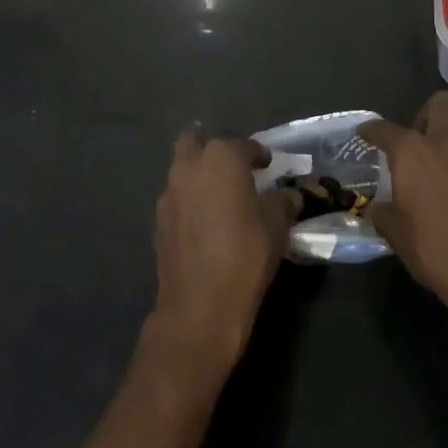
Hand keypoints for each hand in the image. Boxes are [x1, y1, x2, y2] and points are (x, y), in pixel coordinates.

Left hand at [148, 132, 300, 378]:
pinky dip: (189, 201)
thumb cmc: (245, 255)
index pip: (244, 145)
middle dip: (211, 147)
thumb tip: (289, 196)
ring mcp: (169, 193)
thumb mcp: (276, 226)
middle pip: (194, 141)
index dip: (259, 154)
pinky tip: (204, 222)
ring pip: (182, 169)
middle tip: (231, 166)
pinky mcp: (158, 221)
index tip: (268, 165)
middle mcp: (190, 167)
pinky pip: (176, 198)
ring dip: (198, 175)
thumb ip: (283, 203)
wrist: (200, 306)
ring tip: (219, 196)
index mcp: (222, 158)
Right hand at [361, 93, 447, 362]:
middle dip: (429, 111)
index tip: (366, 133)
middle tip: (422, 136)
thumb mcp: (394, 234)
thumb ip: (383, 212)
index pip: (384, 129)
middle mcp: (446, 143)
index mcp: (412, 152)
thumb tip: (380, 208)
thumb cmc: (433, 251)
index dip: (372, 130)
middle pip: (442, 102)